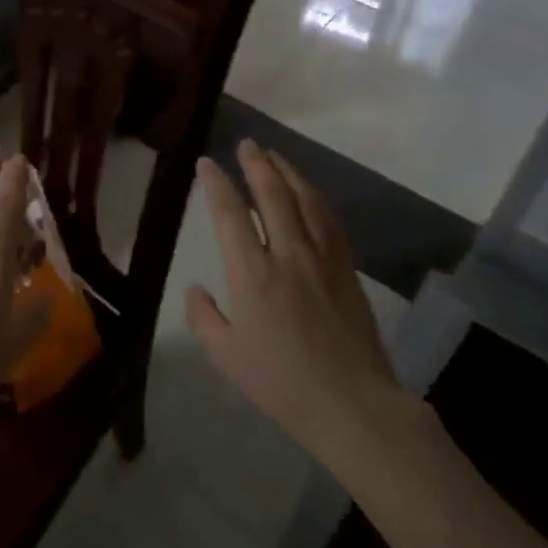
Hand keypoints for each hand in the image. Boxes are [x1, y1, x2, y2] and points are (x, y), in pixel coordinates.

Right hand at [187, 141, 413, 476]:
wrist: (352, 404)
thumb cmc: (281, 383)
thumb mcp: (226, 356)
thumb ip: (204, 318)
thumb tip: (196, 289)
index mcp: (252, 275)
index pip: (230, 214)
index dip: (217, 184)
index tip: (207, 164)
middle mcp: (288, 255)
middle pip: (273, 195)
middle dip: (256, 165)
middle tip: (246, 144)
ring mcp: (323, 259)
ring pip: (306, 201)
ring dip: (288, 173)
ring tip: (275, 156)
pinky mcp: (347, 270)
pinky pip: (330, 221)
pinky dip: (315, 199)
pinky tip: (309, 194)